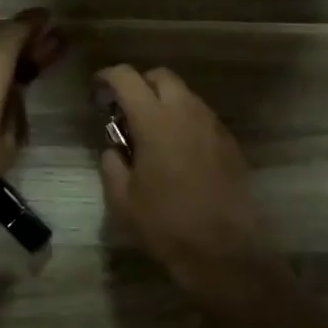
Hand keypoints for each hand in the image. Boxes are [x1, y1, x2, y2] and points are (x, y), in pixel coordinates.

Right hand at [96, 65, 274, 294]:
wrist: (223, 251)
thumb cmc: (166, 224)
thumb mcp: (122, 199)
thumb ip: (112, 164)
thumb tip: (114, 149)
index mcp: (155, 121)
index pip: (127, 78)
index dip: (108, 76)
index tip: (97, 89)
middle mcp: (187, 113)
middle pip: (161, 76)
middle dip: (139, 84)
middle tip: (125, 110)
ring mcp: (213, 126)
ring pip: (185, 95)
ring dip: (164, 102)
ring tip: (151, 132)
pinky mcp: (229, 142)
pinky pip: (202, 117)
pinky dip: (184, 120)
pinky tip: (176, 151)